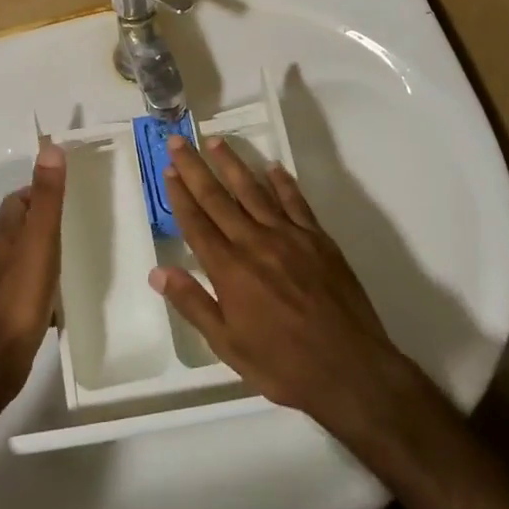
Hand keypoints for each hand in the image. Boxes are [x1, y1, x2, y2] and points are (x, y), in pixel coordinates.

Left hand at [0, 143, 66, 407]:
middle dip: (50, 217)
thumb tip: (50, 147)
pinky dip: (55, 278)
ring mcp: (8, 282)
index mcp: (7, 233)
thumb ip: (47, 198)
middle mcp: (3, 253)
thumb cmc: (20, 295)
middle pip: (25, 225)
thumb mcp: (39, 240)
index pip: (19, 198)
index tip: (72, 187)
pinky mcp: (17, 307)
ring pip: (32, 253)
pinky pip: (38, 282)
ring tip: (86, 247)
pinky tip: (74, 288)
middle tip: (85, 216)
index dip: (41, 189)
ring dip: (53, 247)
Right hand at [151, 136, 408, 436]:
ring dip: (233, 164)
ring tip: (216, 141)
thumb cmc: (282, 364)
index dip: (180, 195)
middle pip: (218, 198)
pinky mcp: (318, 238)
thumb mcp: (228, 345)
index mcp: (230, 270)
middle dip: (195, 168)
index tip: (168, 170)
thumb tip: (158, 272)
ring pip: (254, 191)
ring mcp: (289, 236)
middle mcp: (255, 243)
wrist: (349, 368)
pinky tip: (272, 167)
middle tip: (178, 140)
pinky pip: (296, 202)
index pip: (197, 223)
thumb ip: (193, 304)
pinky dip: (282, 182)